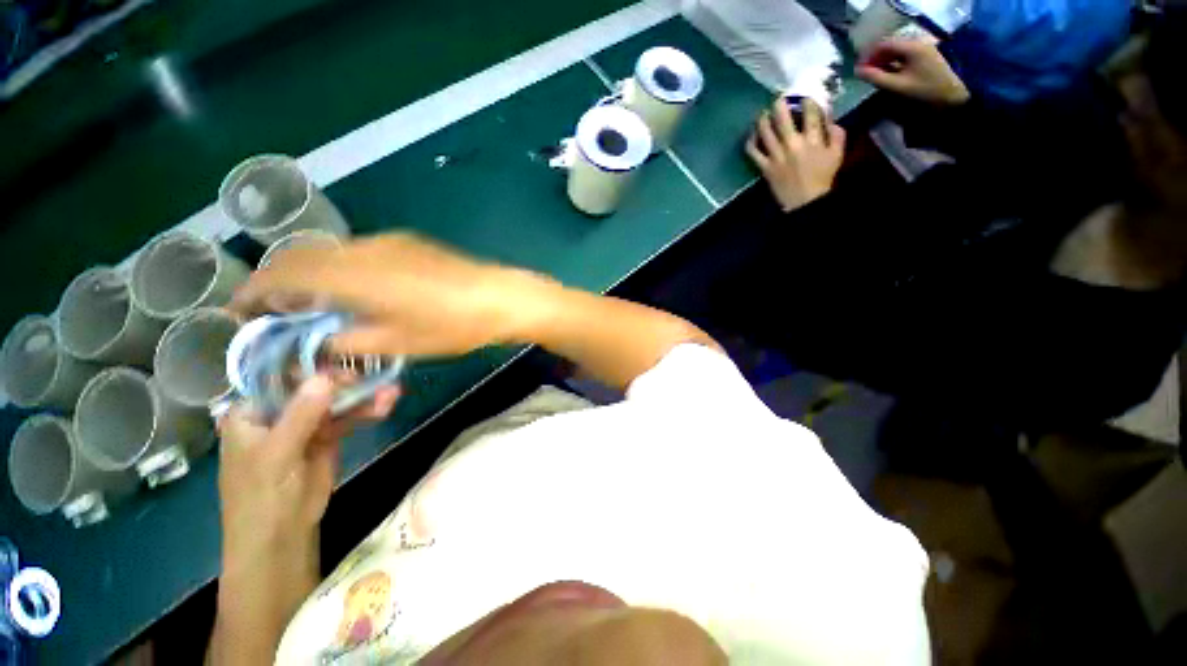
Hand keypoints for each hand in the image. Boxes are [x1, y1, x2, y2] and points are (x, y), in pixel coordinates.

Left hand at [217, 376, 398, 563]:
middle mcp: (278, 413)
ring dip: (363, 397)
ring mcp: (305, 425)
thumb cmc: (262, 496)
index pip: (282, 380)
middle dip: (346, 384)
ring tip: (391, 392)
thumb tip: (325, 376)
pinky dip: (367, 411)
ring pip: (336, 403)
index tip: (344, 366)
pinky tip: (386, 405)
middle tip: (375, 379)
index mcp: (252, 412)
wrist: (281, 536)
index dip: (313, 370)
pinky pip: (348, 418)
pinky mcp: (327, 438)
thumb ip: (300, 415)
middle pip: (315, 389)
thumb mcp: (277, 454)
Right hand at [232, 233, 554, 357]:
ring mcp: (390, 242)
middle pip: (303, 257)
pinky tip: (352, 290)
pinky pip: (358, 252)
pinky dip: (340, 268)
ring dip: (312, 275)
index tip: (238, 310)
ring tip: (311, 305)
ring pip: (331, 253)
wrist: (499, 297)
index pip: (284, 275)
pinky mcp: (409, 243)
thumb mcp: (398, 343)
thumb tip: (319, 342)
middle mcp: (364, 249)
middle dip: (279, 282)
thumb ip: (348, 342)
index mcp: (354, 274)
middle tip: (275, 312)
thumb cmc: (453, 325)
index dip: (254, 291)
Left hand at [746, 98, 845, 211]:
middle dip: (779, 103)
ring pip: (765, 131)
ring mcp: (776, 156)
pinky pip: (753, 152)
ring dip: (762, 119)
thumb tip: (829, 118)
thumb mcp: (837, 154)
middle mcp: (792, 144)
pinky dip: (751, 142)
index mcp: (812, 139)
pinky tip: (752, 136)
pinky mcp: (765, 167)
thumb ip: (836, 133)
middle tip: (777, 98)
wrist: (805, 202)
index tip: (803, 96)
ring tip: (762, 114)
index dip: (806, 99)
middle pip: (782, 117)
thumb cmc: (823, 177)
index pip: (810, 111)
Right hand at [856, 38, 969, 104]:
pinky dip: (894, 63)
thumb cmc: (922, 91)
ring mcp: (923, 49)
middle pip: (891, 46)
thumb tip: (857, 71)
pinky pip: (905, 56)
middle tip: (866, 73)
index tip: (859, 69)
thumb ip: (875, 77)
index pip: (884, 44)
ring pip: (897, 51)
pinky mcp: (926, 57)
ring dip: (884, 61)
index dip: (869, 55)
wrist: (950, 98)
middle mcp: (917, 43)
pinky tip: (889, 74)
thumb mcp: (896, 86)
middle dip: (876, 58)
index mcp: (911, 47)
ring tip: (875, 75)